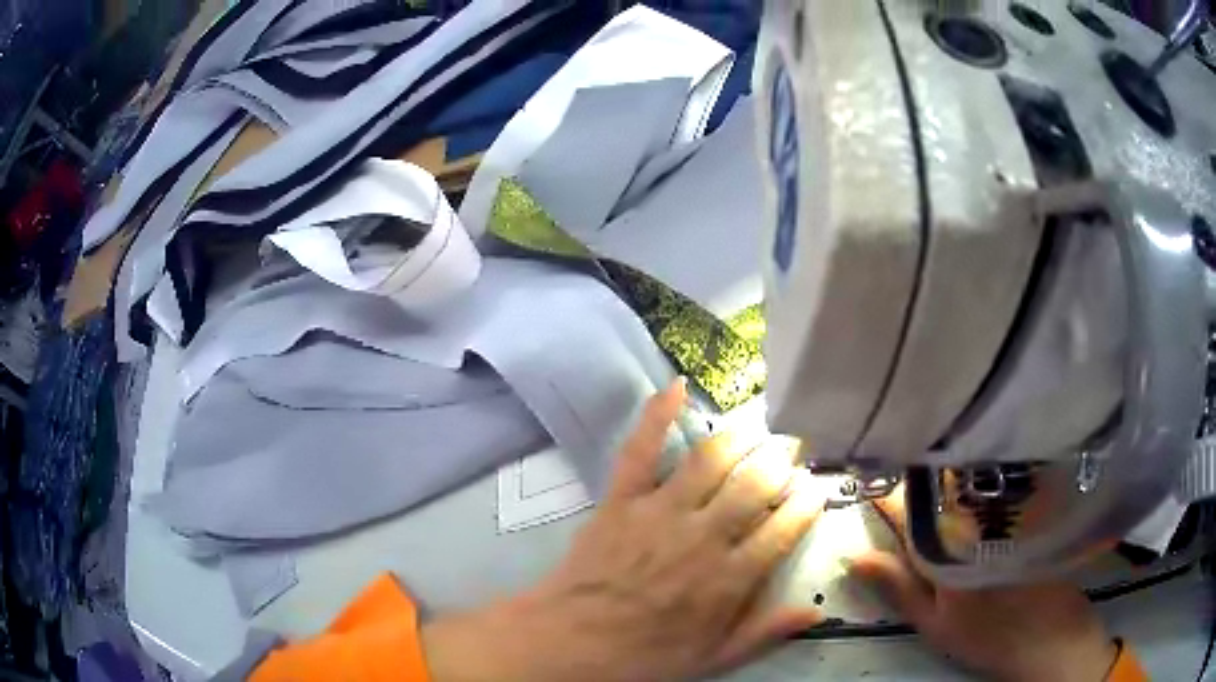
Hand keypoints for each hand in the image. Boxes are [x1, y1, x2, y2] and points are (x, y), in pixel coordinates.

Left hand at [423, 379, 826, 681]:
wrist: (573, 640)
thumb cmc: (645, 655)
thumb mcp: (714, 658)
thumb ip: (766, 632)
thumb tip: (816, 610)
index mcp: (730, 577)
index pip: (784, 528)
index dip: (806, 503)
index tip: (816, 488)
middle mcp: (704, 536)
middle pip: (755, 485)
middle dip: (780, 462)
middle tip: (791, 450)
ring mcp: (660, 512)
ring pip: (710, 461)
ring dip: (739, 437)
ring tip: (757, 426)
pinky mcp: (622, 499)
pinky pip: (641, 451)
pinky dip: (657, 416)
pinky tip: (675, 387)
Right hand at [849, 491, 1117, 681]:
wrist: (1051, 631)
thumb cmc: (988, 635)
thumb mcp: (935, 624)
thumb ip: (897, 588)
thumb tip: (854, 556)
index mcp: (947, 541)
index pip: (904, 505)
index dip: (880, 494)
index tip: (864, 485)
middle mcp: (976, 511)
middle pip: (935, 480)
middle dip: (913, 478)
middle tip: (898, 483)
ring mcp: (1004, 502)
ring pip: (964, 475)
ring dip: (943, 474)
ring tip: (931, 484)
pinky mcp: (1026, 501)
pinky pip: (992, 479)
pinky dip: (975, 478)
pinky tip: (972, 489)